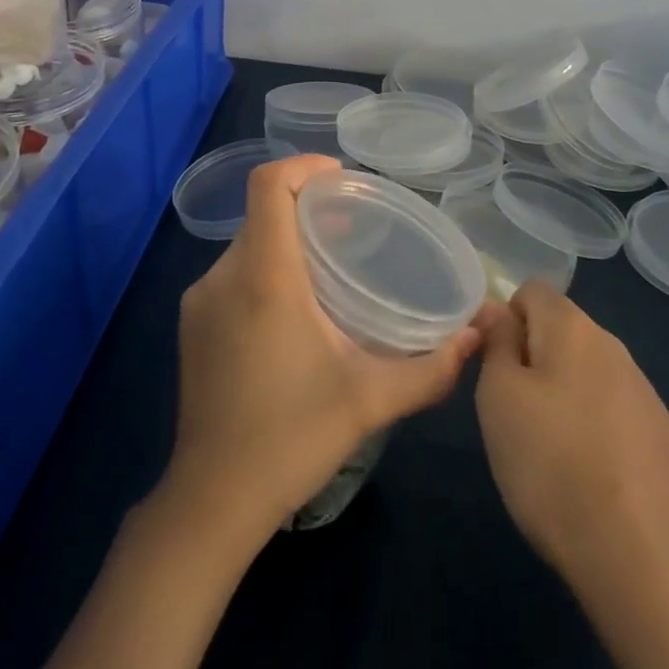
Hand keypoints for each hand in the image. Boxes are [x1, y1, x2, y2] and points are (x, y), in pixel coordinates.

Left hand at [163, 154, 483, 536]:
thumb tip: (476, 337)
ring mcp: (200, 301)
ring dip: (286, 240)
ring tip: (330, 267)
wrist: (210, 502)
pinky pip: (232, 273)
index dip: (304, 166)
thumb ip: (429, 368)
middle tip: (352, 225)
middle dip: (306, 206)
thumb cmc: (291, 439)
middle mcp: (224, 275)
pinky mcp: (191, 325)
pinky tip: (294, 309)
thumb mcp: (369, 400)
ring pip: (248, 243)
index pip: (269, 185)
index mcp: (263, 276)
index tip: (342, 179)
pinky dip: (264, 267)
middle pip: (263, 212)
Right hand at [475, 281, 668, 593]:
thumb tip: (498, 310)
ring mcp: (641, 387)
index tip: (495, 366)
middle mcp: (612, 343)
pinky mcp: (659, 429)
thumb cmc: (549, 464)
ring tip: (548, 445)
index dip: (505, 320)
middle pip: (560, 328)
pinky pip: (611, 402)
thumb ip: (496, 342)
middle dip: (532, 355)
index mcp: (572, 326)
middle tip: (514, 410)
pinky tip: (587, 467)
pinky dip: (592, 419)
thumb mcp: (497, 397)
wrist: (634, 555)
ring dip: (562, 388)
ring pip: (586, 367)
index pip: (531, 290)